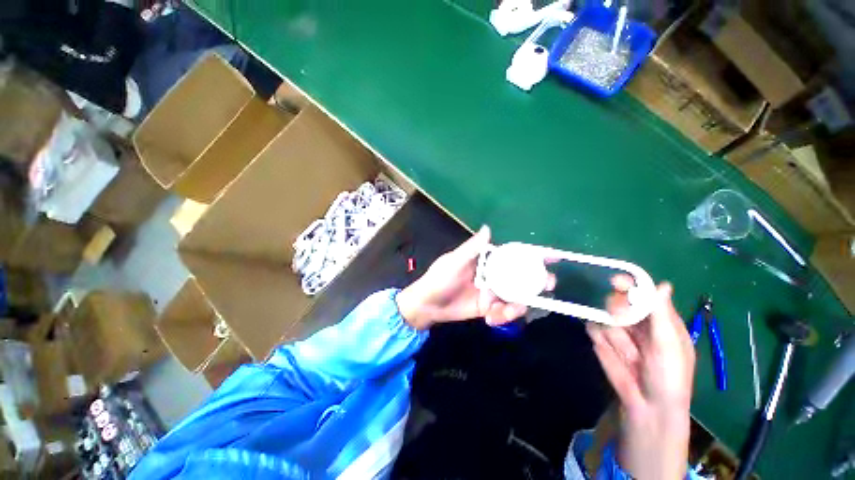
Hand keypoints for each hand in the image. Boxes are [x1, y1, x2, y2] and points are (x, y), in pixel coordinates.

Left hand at [396, 226, 540, 329]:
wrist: (428, 304)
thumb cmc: (439, 278)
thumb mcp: (454, 261)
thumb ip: (472, 248)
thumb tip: (488, 228)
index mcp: (486, 260)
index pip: (513, 254)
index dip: (532, 254)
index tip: (552, 255)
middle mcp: (493, 274)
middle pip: (521, 276)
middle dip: (536, 281)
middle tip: (546, 284)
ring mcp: (492, 292)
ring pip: (516, 296)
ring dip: (519, 304)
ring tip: (510, 310)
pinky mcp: (489, 308)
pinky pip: (503, 311)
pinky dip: (503, 315)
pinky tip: (492, 318)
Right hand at [586, 275, 694, 479]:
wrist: (646, 406)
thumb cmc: (668, 376)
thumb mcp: (670, 344)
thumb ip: (662, 314)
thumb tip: (662, 284)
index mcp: (659, 320)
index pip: (643, 293)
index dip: (631, 285)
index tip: (616, 281)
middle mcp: (637, 321)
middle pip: (619, 300)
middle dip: (618, 311)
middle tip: (621, 322)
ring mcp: (618, 330)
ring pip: (605, 317)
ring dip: (615, 337)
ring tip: (629, 356)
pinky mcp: (601, 340)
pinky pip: (593, 328)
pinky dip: (600, 340)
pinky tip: (611, 354)